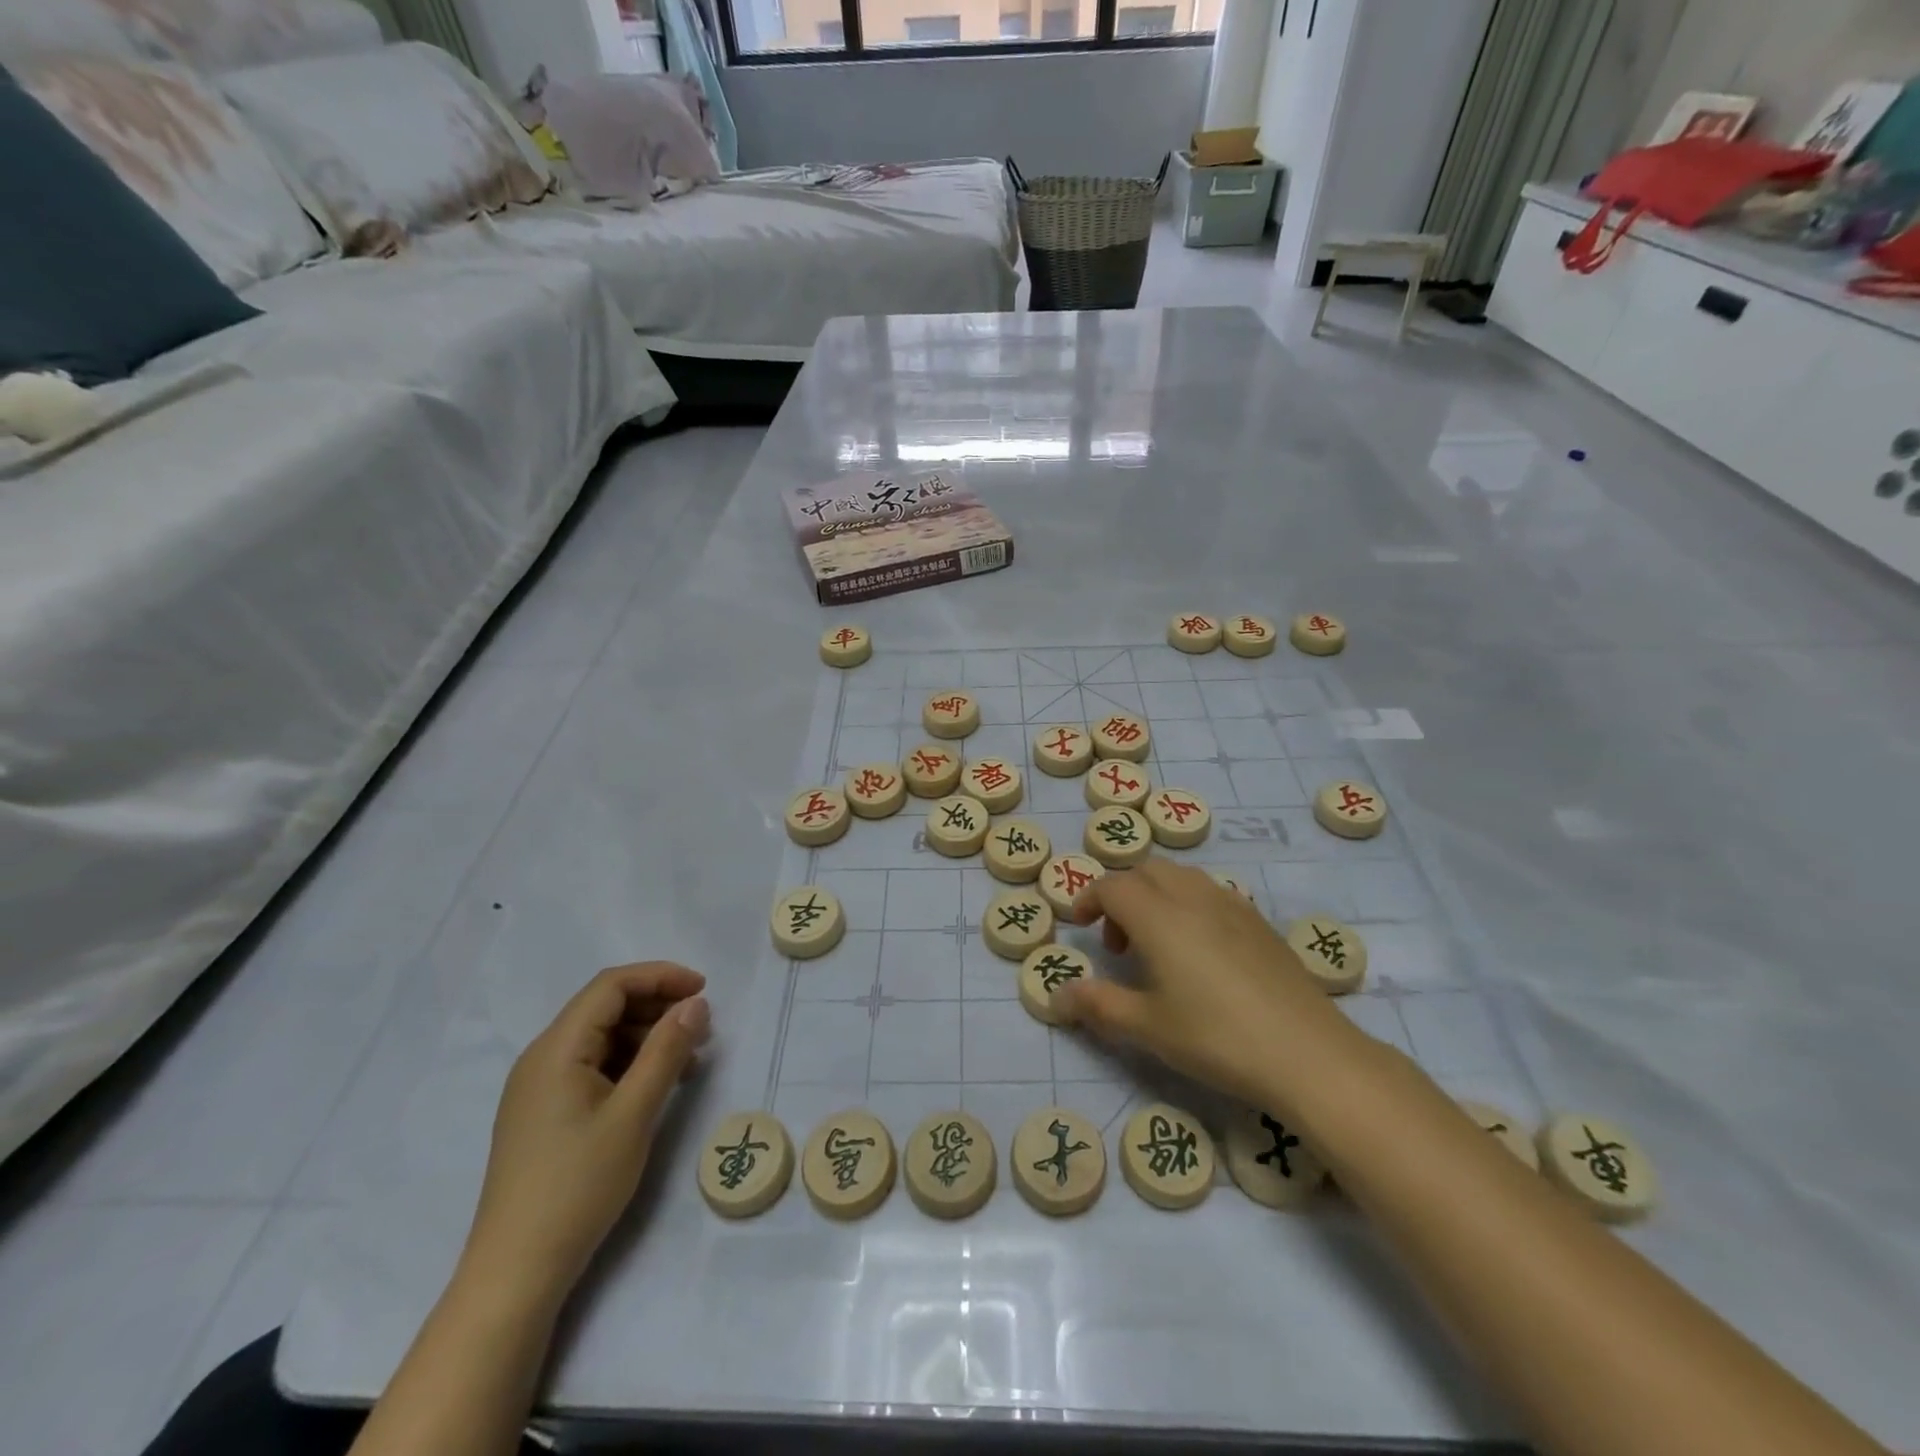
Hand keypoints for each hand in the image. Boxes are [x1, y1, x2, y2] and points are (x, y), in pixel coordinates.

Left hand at [462, 962, 710, 1307]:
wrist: (516, 1272)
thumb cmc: (578, 1185)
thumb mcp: (634, 1113)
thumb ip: (667, 1050)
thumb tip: (696, 1003)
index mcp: (556, 1049)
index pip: (611, 986)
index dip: (660, 977)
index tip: (704, 991)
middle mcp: (542, 1058)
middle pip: (605, 1007)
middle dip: (657, 1006)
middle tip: (702, 1026)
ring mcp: (539, 1088)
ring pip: (601, 1038)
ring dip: (647, 1036)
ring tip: (689, 1059)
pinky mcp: (545, 1113)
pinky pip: (592, 1067)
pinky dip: (629, 1064)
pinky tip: (658, 1085)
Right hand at [1052, 860, 1354, 1111]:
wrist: (1308, 1053)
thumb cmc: (1216, 1037)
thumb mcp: (1147, 1027)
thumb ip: (1098, 1005)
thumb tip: (1057, 995)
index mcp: (1159, 916)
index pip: (1112, 886)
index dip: (1089, 899)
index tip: (1080, 927)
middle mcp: (1193, 897)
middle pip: (1146, 871)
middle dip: (1121, 894)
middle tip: (1117, 942)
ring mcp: (1232, 905)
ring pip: (1181, 877)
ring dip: (1156, 895)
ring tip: (1157, 944)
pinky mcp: (1259, 922)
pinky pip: (1211, 893)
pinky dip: (1188, 904)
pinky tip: (1199, 952)